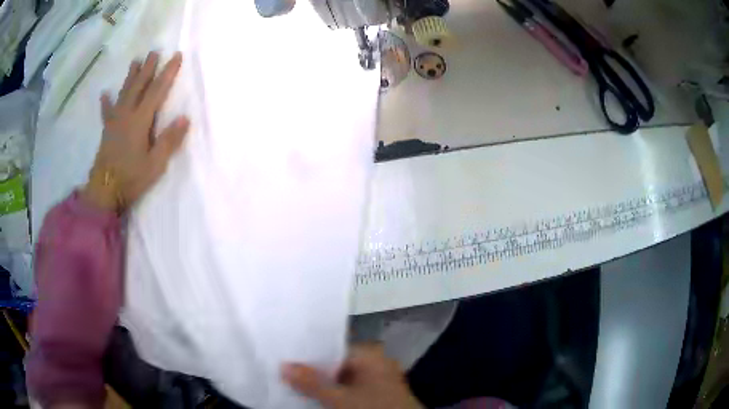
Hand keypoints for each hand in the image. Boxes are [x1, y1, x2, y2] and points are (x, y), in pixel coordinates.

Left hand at [82, 51, 189, 211]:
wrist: (104, 192)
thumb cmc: (131, 179)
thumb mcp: (155, 164)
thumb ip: (169, 141)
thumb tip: (185, 118)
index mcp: (140, 121)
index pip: (156, 91)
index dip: (167, 73)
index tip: (176, 56)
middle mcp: (127, 115)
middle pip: (139, 87)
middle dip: (148, 68)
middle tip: (154, 52)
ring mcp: (115, 122)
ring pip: (124, 94)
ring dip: (130, 77)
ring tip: (135, 62)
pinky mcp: (107, 131)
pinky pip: (107, 113)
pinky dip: (106, 103)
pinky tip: (104, 94)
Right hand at [282, 344, 422, 408]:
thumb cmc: (374, 408)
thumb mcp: (340, 399)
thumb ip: (311, 383)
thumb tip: (283, 366)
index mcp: (370, 355)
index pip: (331, 347)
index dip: (308, 354)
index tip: (284, 357)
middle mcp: (375, 363)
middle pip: (335, 364)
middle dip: (312, 371)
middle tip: (282, 371)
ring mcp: (378, 379)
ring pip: (342, 378)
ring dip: (321, 383)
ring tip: (292, 382)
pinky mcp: (378, 394)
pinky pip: (350, 388)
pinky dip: (334, 392)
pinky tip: (315, 396)